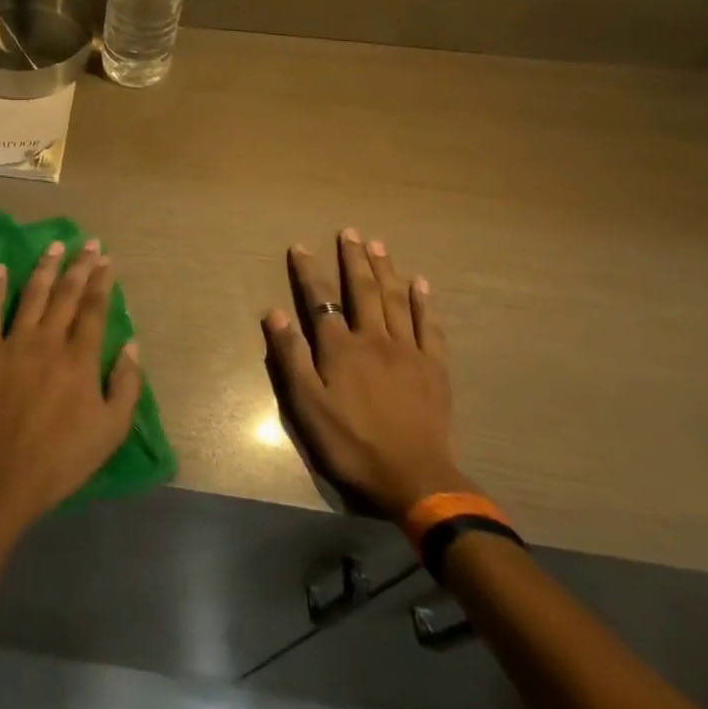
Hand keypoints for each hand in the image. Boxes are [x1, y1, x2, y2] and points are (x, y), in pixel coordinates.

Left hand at [0, 238, 142, 531]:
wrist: (4, 475)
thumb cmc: (63, 458)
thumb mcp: (111, 430)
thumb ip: (126, 385)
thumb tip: (131, 344)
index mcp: (81, 358)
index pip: (94, 309)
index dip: (101, 281)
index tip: (106, 259)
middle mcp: (48, 341)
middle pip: (66, 294)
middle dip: (79, 266)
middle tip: (88, 243)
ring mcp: (13, 344)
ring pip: (32, 295)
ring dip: (45, 268)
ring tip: (54, 246)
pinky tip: (0, 269)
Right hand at [262, 229, 469, 516]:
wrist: (413, 476)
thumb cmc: (351, 442)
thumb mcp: (307, 405)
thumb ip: (291, 357)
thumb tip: (273, 313)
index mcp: (340, 349)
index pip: (320, 301)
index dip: (308, 272)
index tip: (301, 246)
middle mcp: (374, 339)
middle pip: (363, 290)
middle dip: (354, 259)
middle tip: (350, 232)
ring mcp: (408, 350)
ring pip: (396, 300)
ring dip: (386, 269)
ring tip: (378, 245)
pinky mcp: (434, 366)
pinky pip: (428, 325)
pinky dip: (423, 301)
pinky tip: (420, 283)